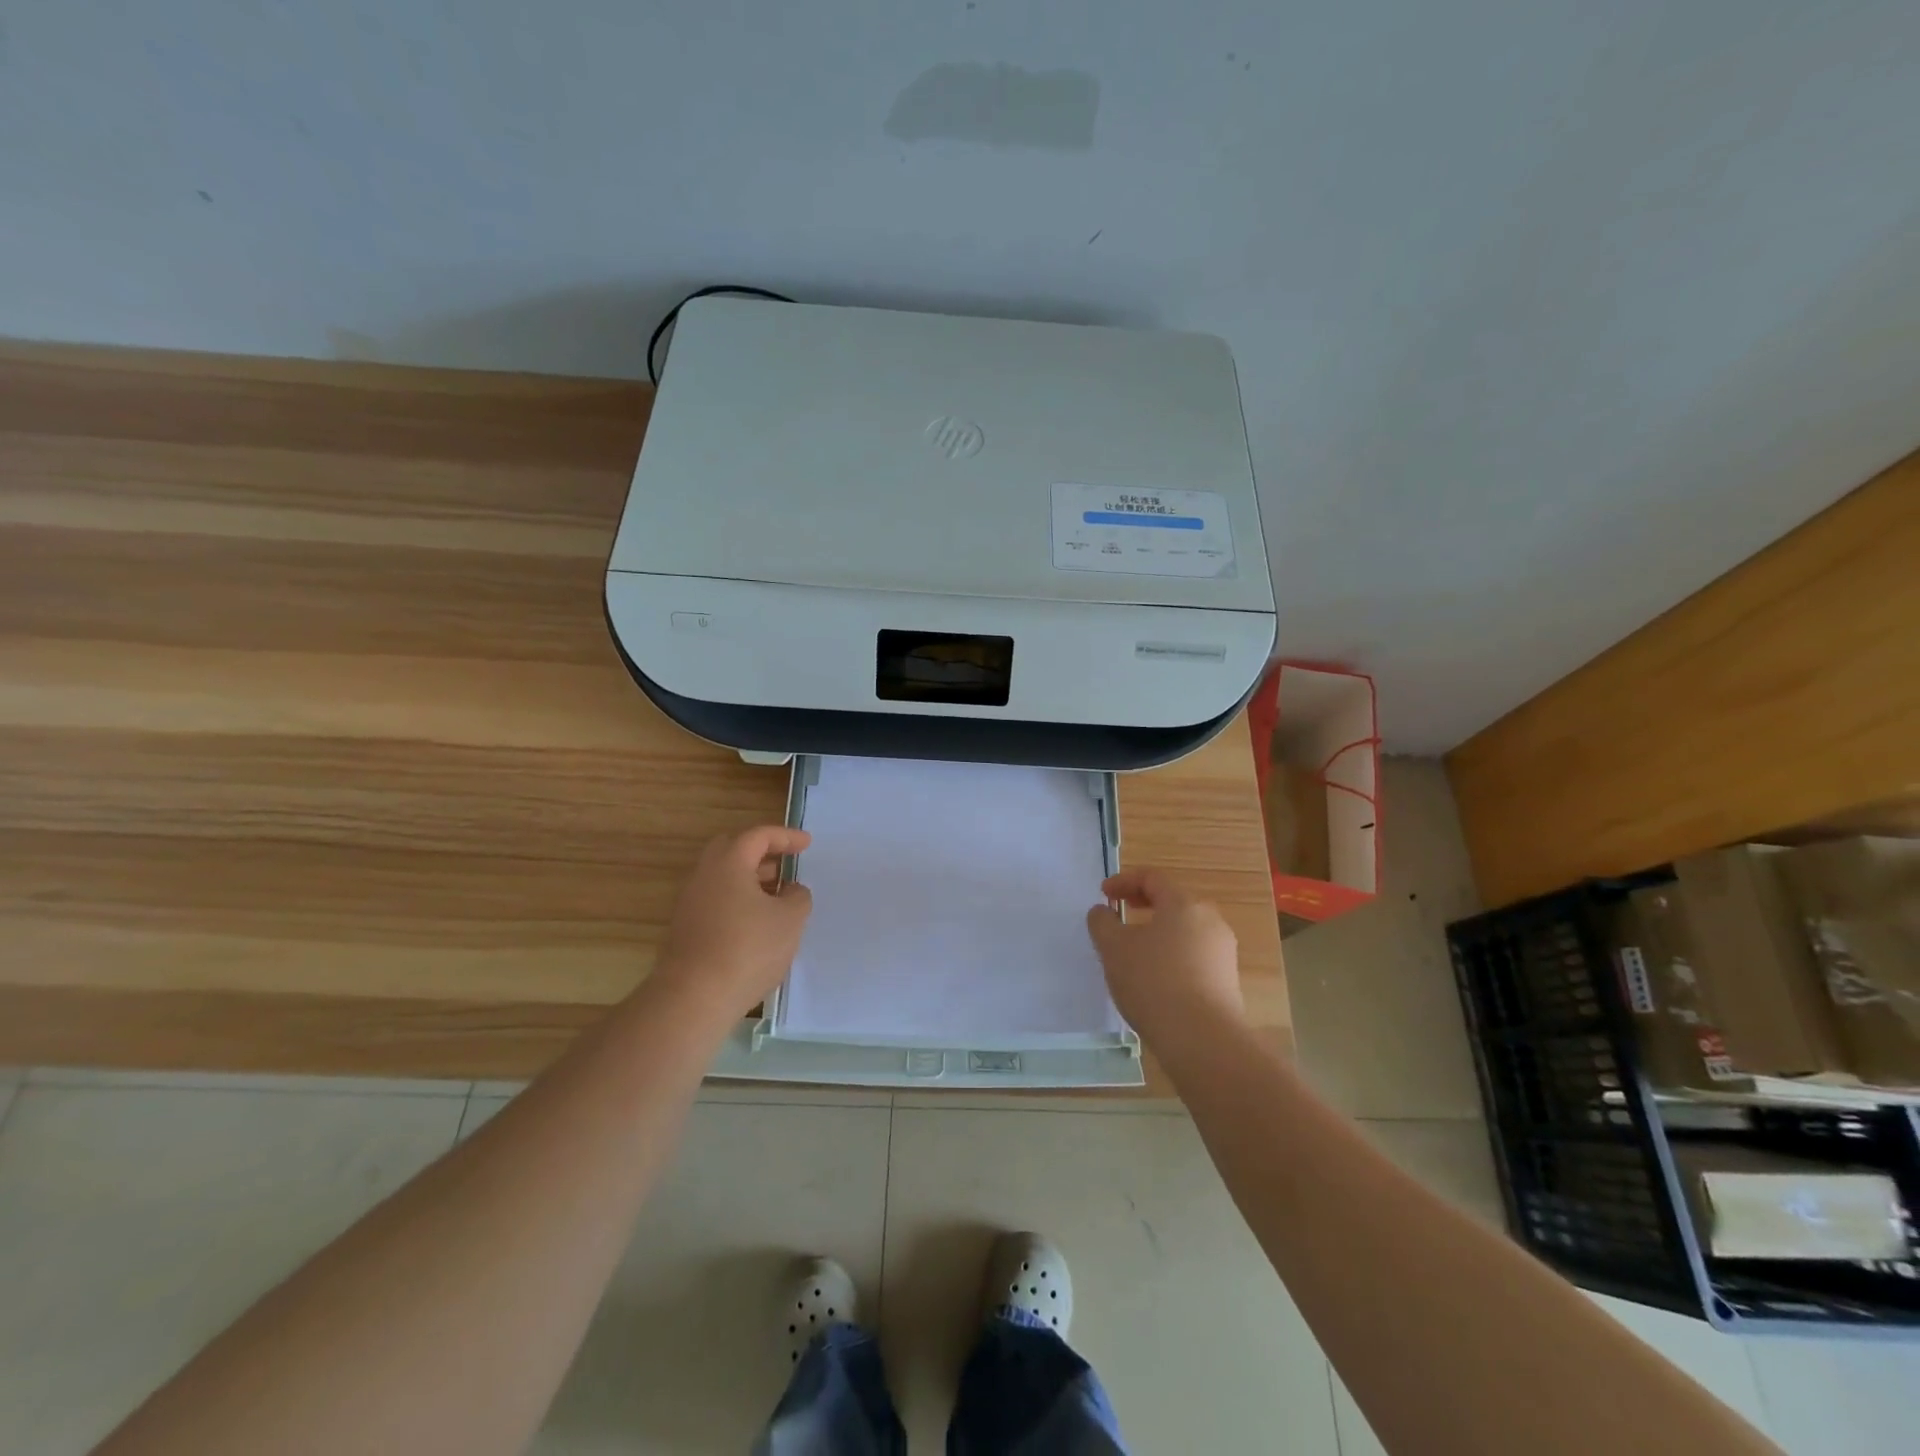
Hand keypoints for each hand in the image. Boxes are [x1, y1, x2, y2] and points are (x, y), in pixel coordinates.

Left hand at [654, 826, 813, 1020]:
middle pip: (733, 849)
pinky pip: (716, 900)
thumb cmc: (748, 950)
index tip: (807, 844)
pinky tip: (757, 923)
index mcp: (728, 863)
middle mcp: (704, 875)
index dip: (786, 836)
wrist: (693, 998)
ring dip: (750, 879)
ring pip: (723, 877)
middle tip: (785, 863)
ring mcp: (690, 903)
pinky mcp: (685, 929)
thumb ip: (798, 896)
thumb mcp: (790, 920)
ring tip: (777, 895)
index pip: (758, 836)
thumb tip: (790, 890)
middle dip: (762, 853)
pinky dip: (738, 900)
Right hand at [1086, 868, 1244, 1052]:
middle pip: (1173, 901)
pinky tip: (1156, 979)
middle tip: (1121, 913)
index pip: (1152, 878)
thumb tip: (1103, 911)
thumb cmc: (1153, 981)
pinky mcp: (1227, 980)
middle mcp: (1210, 920)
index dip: (1124, 881)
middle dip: (1143, 903)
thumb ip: (1102, 922)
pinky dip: (1172, 955)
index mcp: (1183, 904)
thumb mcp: (1113, 948)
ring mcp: (1223, 951)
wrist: (1202, 1039)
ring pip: (1185, 930)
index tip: (1103, 894)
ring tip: (1135, 951)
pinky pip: (1194, 955)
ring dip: (1158, 931)